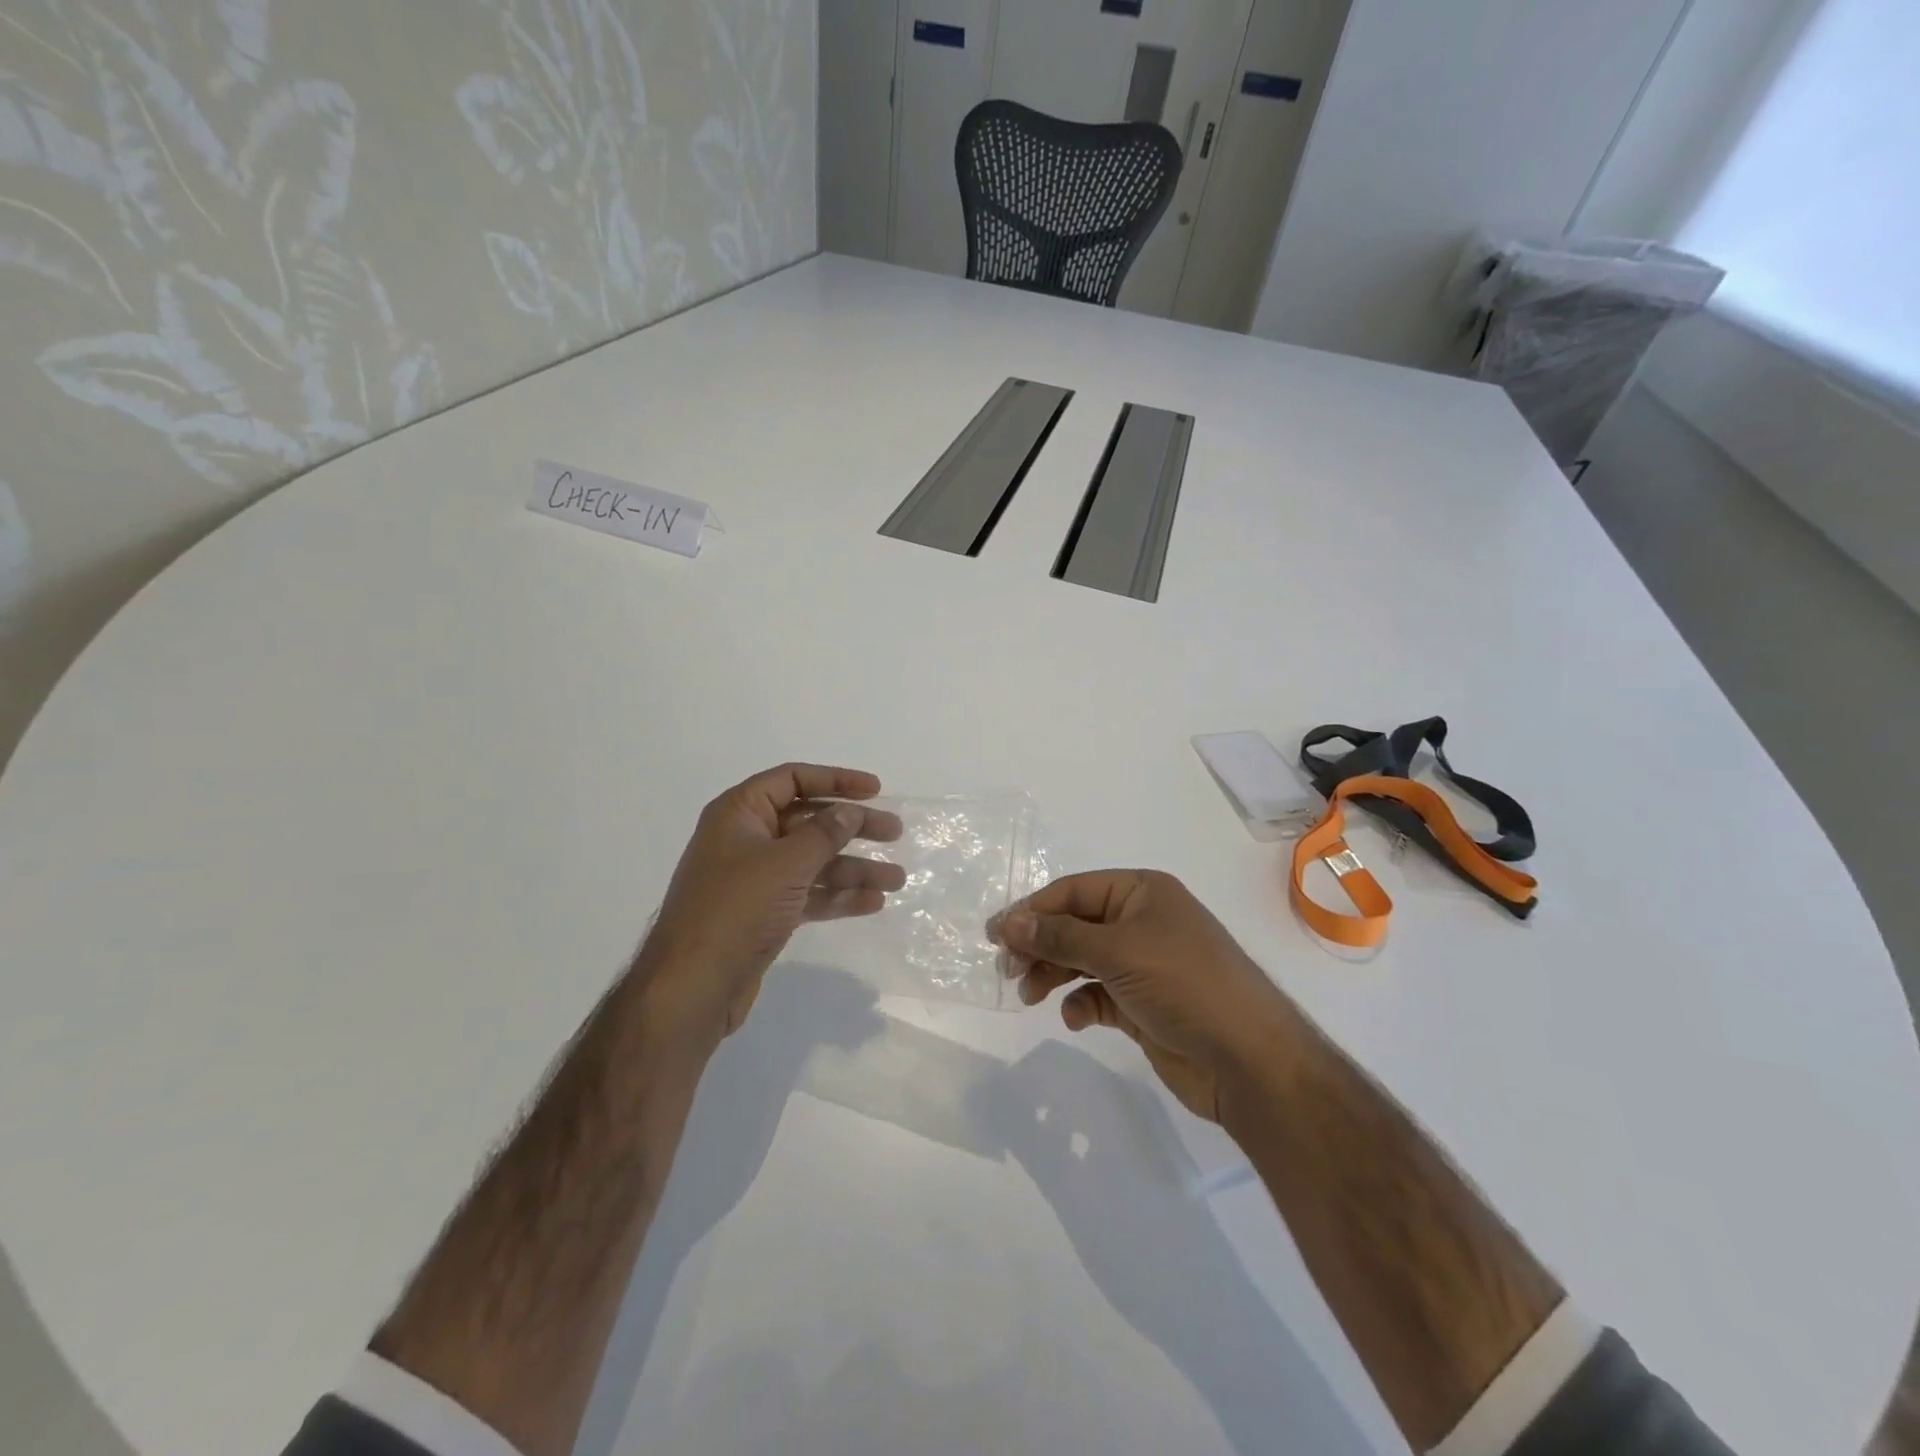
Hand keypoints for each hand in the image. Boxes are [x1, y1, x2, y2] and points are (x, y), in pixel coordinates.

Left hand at [642, 764, 904, 1037]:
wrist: (692, 987)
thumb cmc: (736, 909)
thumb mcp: (785, 863)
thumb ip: (824, 833)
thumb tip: (850, 811)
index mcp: (739, 813)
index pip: (792, 779)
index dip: (835, 779)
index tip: (875, 790)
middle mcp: (746, 839)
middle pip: (809, 821)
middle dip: (853, 827)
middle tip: (895, 833)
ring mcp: (755, 879)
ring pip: (813, 862)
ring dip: (854, 868)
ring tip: (897, 879)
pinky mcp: (764, 914)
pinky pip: (808, 893)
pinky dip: (837, 896)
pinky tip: (872, 903)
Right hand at [988, 870, 1294, 1121]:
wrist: (1248, 1060)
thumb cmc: (1183, 984)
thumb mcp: (1117, 950)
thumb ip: (1058, 935)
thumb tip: (1008, 920)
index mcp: (1141, 892)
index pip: (1073, 891)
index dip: (1032, 910)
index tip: (994, 935)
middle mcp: (1142, 922)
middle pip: (1074, 925)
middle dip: (1040, 945)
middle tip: (1008, 971)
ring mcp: (1144, 964)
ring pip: (1082, 961)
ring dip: (1053, 975)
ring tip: (1029, 996)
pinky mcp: (1143, 1004)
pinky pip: (1098, 995)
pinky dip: (1081, 1003)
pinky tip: (1075, 1017)